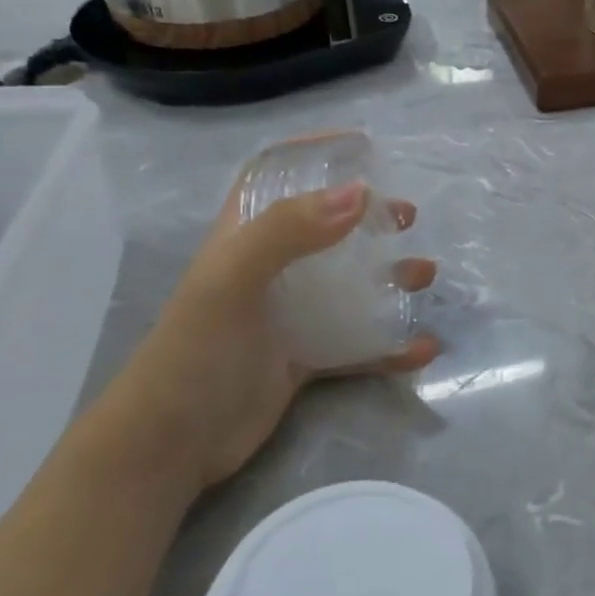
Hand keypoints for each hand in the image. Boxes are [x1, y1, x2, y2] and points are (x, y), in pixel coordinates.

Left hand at [108, 178, 438, 494]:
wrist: (169, 448)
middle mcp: (267, 271)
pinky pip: (356, 344)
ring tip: (424, 275)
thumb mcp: (232, 282)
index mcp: (242, 240)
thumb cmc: (194, 354)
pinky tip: (422, 348)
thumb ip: (289, 232)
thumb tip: (361, 193)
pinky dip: (390, 345)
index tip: (362, 148)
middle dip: (367, 218)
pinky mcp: (303, 359)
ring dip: (389, 277)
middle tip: (406, 217)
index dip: (310, 154)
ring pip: (347, 285)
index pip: (271, 178)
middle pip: (323, 228)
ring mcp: (287, 317)